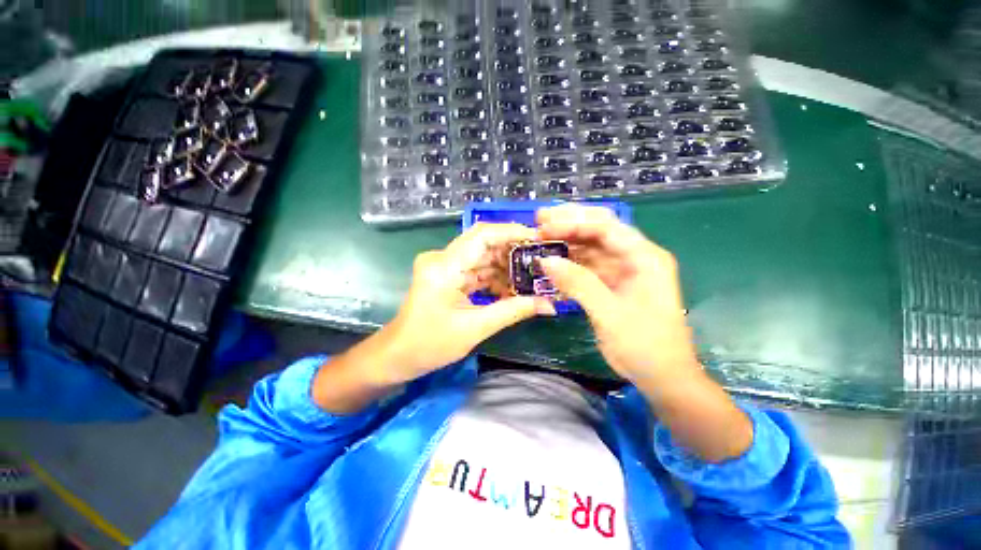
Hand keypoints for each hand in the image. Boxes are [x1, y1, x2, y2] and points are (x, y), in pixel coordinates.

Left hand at [380, 222, 555, 384]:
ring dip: (506, 269)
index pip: (482, 235)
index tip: (539, 239)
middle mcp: (443, 258)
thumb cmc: (429, 344)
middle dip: (514, 253)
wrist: (397, 356)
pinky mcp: (447, 275)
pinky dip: (494, 279)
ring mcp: (444, 266)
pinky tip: (512, 290)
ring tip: (532, 279)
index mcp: (445, 266)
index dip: (512, 232)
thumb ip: (513, 311)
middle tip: (542, 262)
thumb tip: (549, 304)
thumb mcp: (475, 328)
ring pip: (483, 258)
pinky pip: (476, 270)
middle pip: (485, 245)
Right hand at [537, 204, 751, 461]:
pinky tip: (551, 267)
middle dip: (568, 225)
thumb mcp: (609, 314)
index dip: (573, 223)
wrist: (662, 377)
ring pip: (590, 249)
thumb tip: (546, 260)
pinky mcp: (613, 284)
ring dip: (566, 246)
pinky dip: (569, 267)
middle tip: (539, 221)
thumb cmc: (644, 345)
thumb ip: (578, 284)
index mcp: (644, 258)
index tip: (544, 227)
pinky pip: (588, 268)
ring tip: (539, 242)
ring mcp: (623, 271)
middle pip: (598, 231)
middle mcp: (635, 257)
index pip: (606, 227)